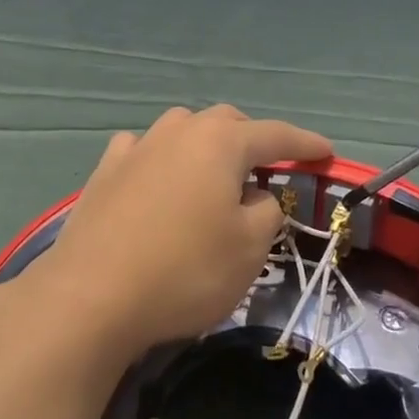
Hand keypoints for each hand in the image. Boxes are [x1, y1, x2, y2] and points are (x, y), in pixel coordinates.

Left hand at [36, 105, 331, 360]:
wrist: (92, 294)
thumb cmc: (185, 270)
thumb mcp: (248, 248)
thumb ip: (266, 211)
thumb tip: (255, 194)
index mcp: (221, 141)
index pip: (275, 135)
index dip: (304, 144)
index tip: (326, 152)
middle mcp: (179, 130)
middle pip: (227, 123)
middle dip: (252, 141)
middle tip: (266, 172)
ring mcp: (138, 146)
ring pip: (183, 130)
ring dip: (205, 146)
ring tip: (213, 177)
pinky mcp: (106, 169)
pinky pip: (144, 149)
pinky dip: (161, 158)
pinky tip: (157, 178)